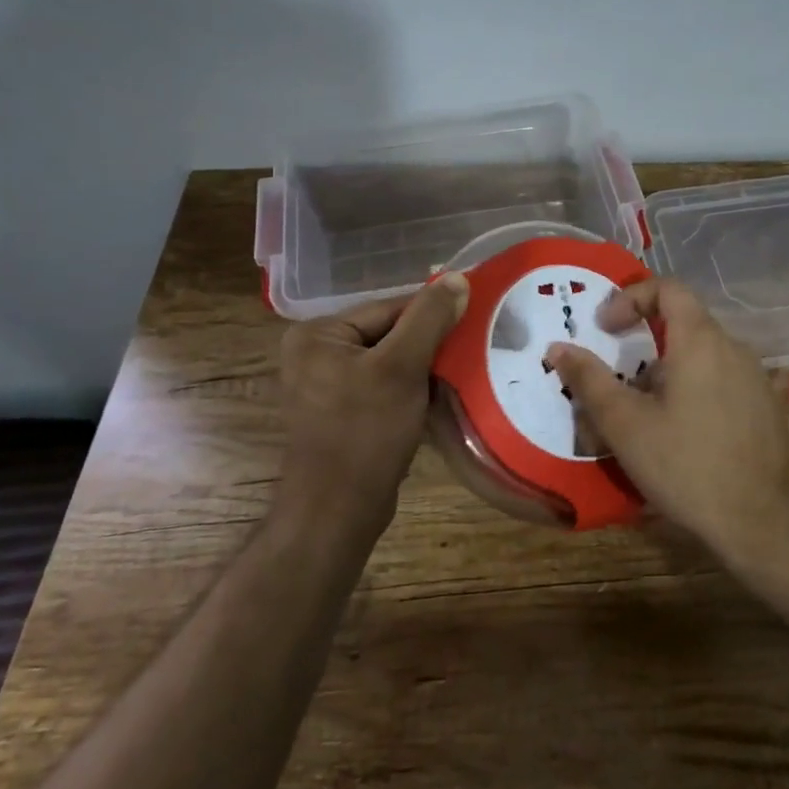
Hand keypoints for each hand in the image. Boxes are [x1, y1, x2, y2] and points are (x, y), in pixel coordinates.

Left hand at [279, 273, 469, 532]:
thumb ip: (429, 318)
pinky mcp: (342, 413)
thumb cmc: (365, 432)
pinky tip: (437, 401)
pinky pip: (385, 388)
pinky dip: (412, 392)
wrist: (338, 511)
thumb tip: (457, 277)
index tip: (473, 322)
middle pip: (390, 334)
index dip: (433, 315)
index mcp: (318, 334)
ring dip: (425, 370)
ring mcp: (327, 386)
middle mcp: (316, 353)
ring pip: (391, 363)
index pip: (389, 308)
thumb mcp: (402, 367)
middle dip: (429, 346)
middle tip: (470, 352)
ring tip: (459, 376)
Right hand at [546, 278, 788, 560]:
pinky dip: (691, 393)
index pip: (667, 288)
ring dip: (664, 375)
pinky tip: (677, 439)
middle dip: (641, 347)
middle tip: (615, 382)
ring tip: (640, 419)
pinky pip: (720, 384)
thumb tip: (558, 347)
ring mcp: (755, 379)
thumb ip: (590, 381)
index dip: (630, 298)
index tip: (605, 329)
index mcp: (701, 341)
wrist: (765, 522)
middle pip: (682, 325)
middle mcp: (733, 349)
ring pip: (700, 359)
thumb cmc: (687, 465)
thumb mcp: (626, 424)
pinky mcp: (765, 409)